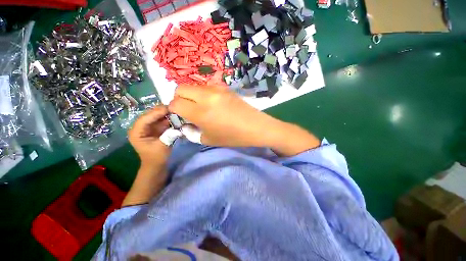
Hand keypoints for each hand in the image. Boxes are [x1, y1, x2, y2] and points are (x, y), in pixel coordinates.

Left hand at [128, 105, 170, 165]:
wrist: (156, 164)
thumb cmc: (156, 157)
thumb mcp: (162, 147)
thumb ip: (168, 136)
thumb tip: (176, 126)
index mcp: (136, 132)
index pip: (144, 119)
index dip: (155, 113)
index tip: (168, 109)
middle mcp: (140, 127)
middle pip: (149, 115)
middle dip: (161, 111)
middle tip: (174, 107)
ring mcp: (148, 127)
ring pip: (156, 116)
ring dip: (166, 113)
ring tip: (176, 110)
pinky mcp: (155, 128)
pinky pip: (161, 120)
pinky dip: (168, 117)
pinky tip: (175, 115)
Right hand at [168, 85, 320, 154]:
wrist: (256, 127)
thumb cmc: (233, 137)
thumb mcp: (209, 140)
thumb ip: (192, 132)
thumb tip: (184, 125)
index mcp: (200, 111)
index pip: (175, 103)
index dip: (173, 110)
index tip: (179, 116)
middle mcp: (206, 96)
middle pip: (180, 89)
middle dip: (179, 99)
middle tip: (188, 110)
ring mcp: (216, 89)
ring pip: (194, 86)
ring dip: (191, 95)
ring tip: (201, 107)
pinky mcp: (225, 87)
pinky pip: (207, 87)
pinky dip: (203, 94)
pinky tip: (213, 103)